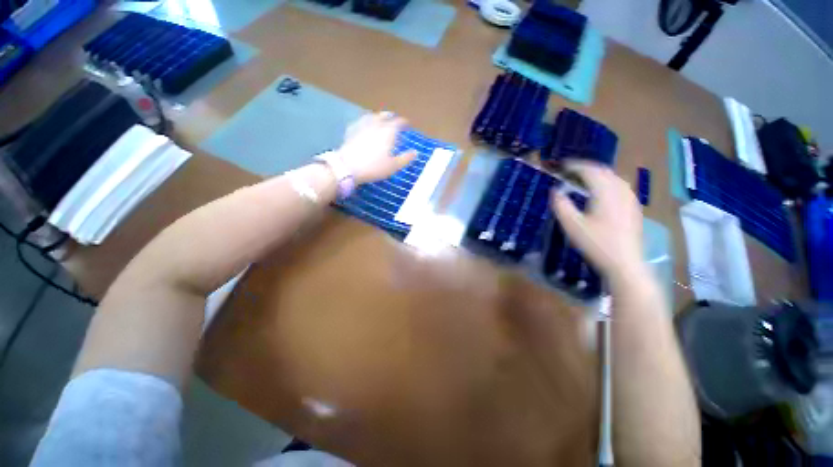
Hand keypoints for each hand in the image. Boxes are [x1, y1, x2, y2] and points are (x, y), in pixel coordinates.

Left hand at [336, 112, 417, 184]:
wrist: (347, 167)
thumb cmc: (374, 167)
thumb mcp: (393, 166)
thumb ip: (405, 158)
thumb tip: (416, 152)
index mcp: (387, 132)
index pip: (398, 123)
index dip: (403, 122)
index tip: (407, 124)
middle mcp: (375, 125)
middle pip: (383, 116)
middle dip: (389, 116)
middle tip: (393, 118)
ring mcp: (361, 127)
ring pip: (370, 117)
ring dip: (376, 116)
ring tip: (378, 118)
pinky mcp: (350, 132)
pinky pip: (359, 123)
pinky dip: (363, 122)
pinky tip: (362, 125)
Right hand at [550, 162, 643, 280]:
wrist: (624, 262)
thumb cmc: (595, 243)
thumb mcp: (572, 225)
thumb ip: (561, 205)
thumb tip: (555, 190)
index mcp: (605, 192)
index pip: (589, 170)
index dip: (574, 166)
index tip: (561, 166)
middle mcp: (621, 190)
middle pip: (603, 170)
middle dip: (585, 168)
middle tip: (569, 171)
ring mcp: (630, 198)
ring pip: (613, 177)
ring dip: (597, 174)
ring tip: (582, 179)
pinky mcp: (633, 207)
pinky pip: (620, 185)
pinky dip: (606, 182)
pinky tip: (600, 192)